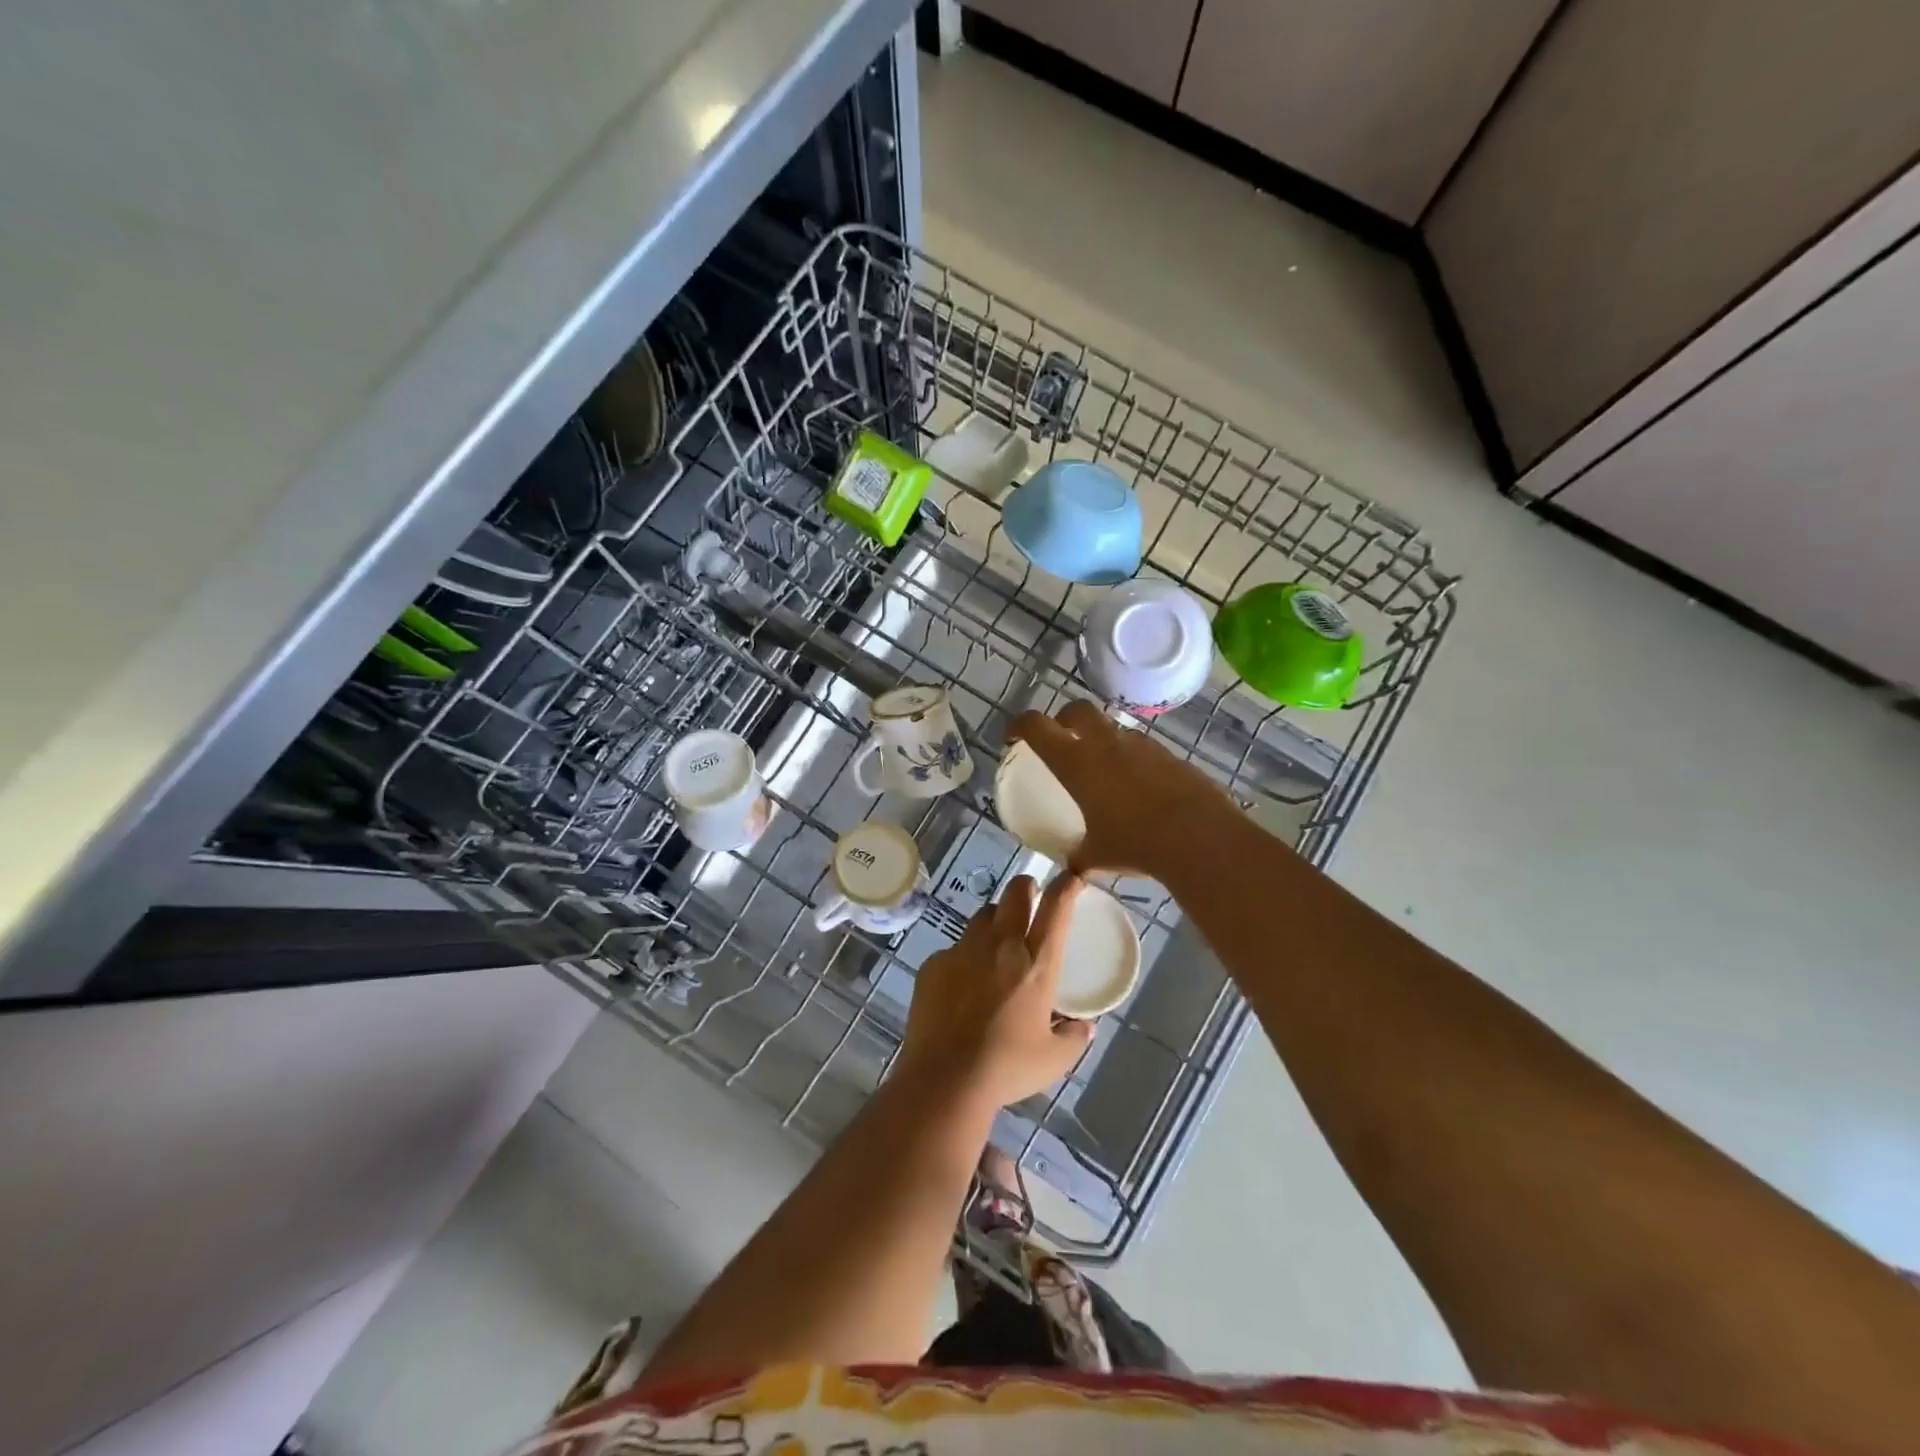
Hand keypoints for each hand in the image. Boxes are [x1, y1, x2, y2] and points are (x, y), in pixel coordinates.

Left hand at [897, 875, 1096, 1112]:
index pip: (1056, 909)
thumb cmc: (1007, 1067)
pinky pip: (953, 949)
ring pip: (982, 915)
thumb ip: (1074, 1038)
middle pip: (1015, 893)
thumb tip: (1085, 1027)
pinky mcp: (934, 964)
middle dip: (1025, 888)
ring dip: (994, 920)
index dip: (1065, 886)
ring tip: (995, 943)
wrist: (945, 1078)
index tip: (1070, 878)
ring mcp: (963, 950)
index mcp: (1036, 964)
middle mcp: (1001, 946)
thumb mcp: (1053, 1059)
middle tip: (1029, 899)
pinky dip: (963, 958)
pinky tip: (961, 985)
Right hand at [1009, 701, 1237, 878]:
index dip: (1020, 725)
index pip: (1036, 726)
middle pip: (1077, 710)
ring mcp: (1141, 745)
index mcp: (1076, 762)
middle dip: (1063, 719)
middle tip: (1061, 739)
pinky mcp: (1170, 755)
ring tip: (1103, 769)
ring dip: (1101, 739)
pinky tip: (1137, 786)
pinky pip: (1142, 748)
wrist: (1198, 836)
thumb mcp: (1097, 856)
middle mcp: (1105, 744)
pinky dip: (1131, 759)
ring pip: (1113, 728)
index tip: (1013, 736)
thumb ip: (1079, 858)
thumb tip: (1072, 869)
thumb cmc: (1135, 843)